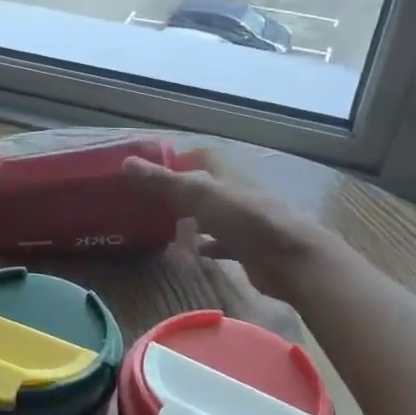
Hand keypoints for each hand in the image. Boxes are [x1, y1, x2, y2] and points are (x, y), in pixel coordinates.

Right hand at [122, 147, 327, 301]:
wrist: (289, 259)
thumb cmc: (244, 218)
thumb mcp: (198, 194)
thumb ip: (162, 181)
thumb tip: (126, 162)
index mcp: (225, 171)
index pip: (199, 155)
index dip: (175, 159)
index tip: (148, 170)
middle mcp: (235, 190)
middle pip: (203, 184)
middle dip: (179, 190)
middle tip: (148, 200)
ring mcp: (243, 219)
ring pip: (212, 213)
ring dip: (192, 217)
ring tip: (162, 224)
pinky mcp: (248, 246)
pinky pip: (222, 242)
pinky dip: (207, 244)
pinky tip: (191, 251)